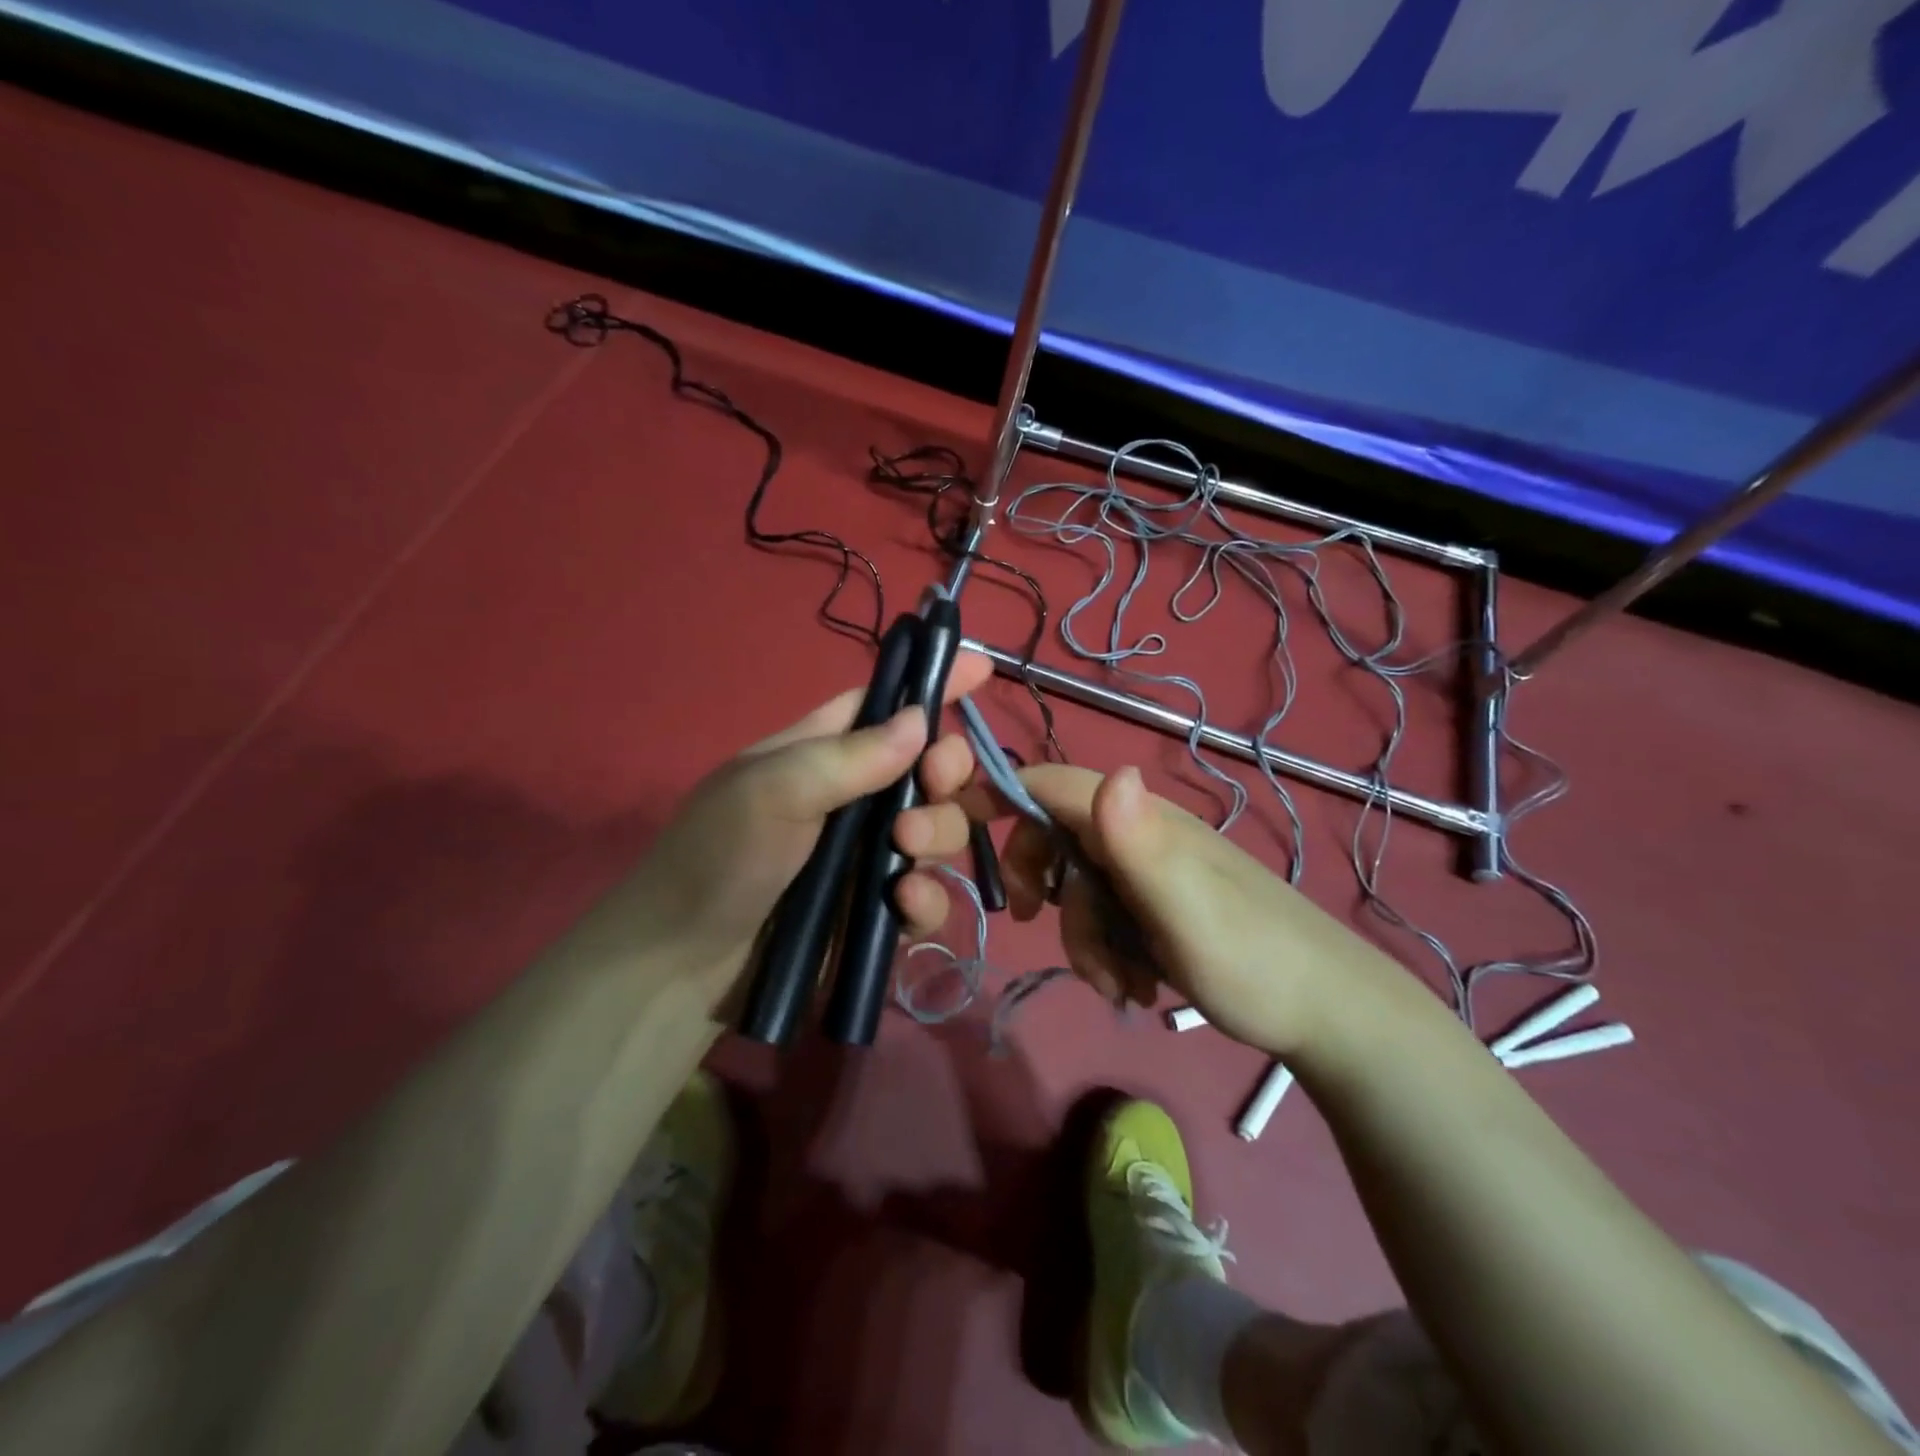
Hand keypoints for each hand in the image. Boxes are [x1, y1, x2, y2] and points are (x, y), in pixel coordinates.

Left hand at [627, 651, 992, 1005]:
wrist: (681, 969)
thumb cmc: (718, 859)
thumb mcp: (773, 791)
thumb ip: (850, 756)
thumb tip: (921, 720)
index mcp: (821, 752)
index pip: (886, 704)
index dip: (932, 683)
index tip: (982, 667)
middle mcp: (853, 798)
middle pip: (930, 768)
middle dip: (946, 771)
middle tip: (934, 784)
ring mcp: (867, 857)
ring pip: (940, 830)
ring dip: (938, 833)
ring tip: (905, 851)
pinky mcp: (875, 912)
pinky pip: (928, 895)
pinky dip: (926, 899)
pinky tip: (902, 905)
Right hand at [977, 763, 1406, 1056]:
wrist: (1326, 1013)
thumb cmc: (1253, 960)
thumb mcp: (1189, 910)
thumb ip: (1142, 845)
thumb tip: (1110, 773)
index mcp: (1141, 820)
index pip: (1054, 784)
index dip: (1002, 793)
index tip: (957, 825)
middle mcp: (1140, 835)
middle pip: (1057, 838)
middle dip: (1043, 886)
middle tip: (1033, 924)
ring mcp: (1150, 873)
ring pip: (1079, 888)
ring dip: (1082, 937)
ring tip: (1118, 985)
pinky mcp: (1158, 908)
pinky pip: (1106, 918)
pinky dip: (1106, 952)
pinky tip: (1134, 987)